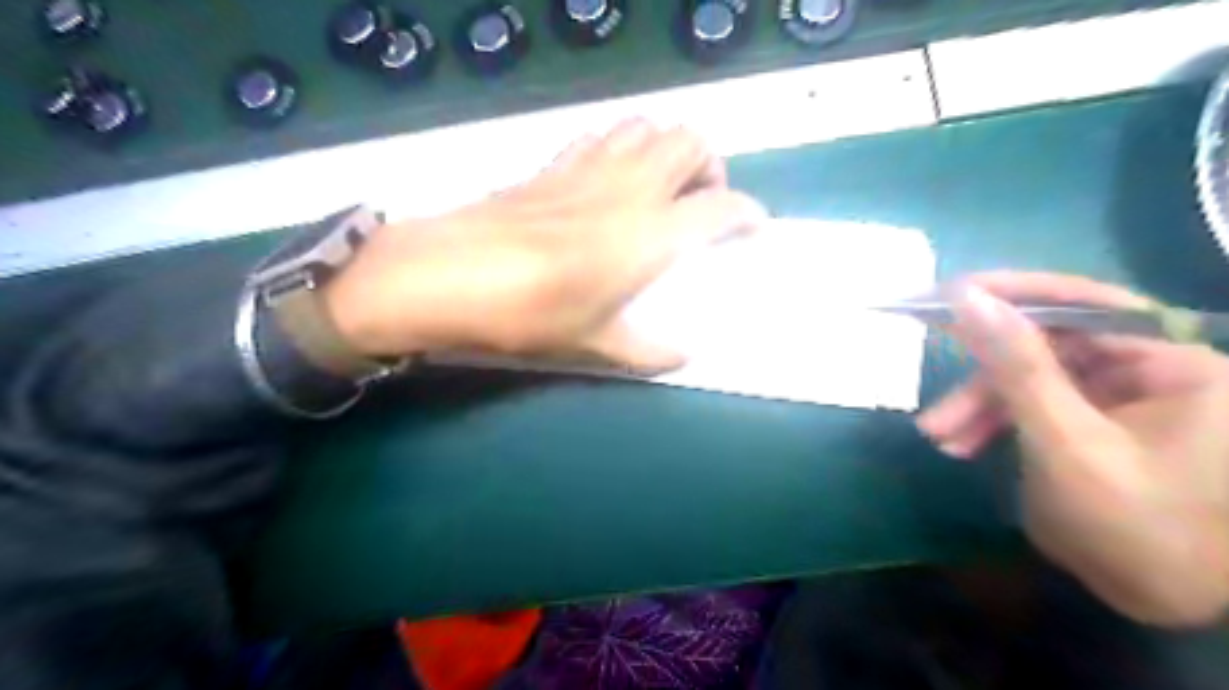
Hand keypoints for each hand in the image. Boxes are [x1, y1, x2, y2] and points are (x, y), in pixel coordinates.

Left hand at [325, 121, 764, 373]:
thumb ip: (648, 351)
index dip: (748, 214)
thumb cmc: (529, 315)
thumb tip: (683, 354)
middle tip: (701, 204)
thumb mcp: (595, 345)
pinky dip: (621, 145)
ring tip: (660, 187)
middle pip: (691, 141)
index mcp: (650, 233)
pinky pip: (602, 134)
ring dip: (667, 148)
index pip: (722, 205)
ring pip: (648, 125)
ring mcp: (589, 167)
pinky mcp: (554, 164)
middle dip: (710, 167)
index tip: (754, 228)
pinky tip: (608, 178)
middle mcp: (629, 187)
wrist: (448, 275)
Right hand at [917, 272, 1227, 628]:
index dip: (1015, 294)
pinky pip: (1034, 407)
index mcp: (1174, 365)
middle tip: (934, 386)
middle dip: (984, 378)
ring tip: (938, 437)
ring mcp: (1119, 399)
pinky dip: (995, 423)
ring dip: (980, 406)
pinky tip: (962, 446)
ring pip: (1031, 381)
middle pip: (1048, 349)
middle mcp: (1151, 370)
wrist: (1159, 603)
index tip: (952, 293)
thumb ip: (1015, 365)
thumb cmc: (1129, 524)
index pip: (1085, 305)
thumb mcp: (1063, 440)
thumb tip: (967, 296)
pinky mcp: (1093, 423)